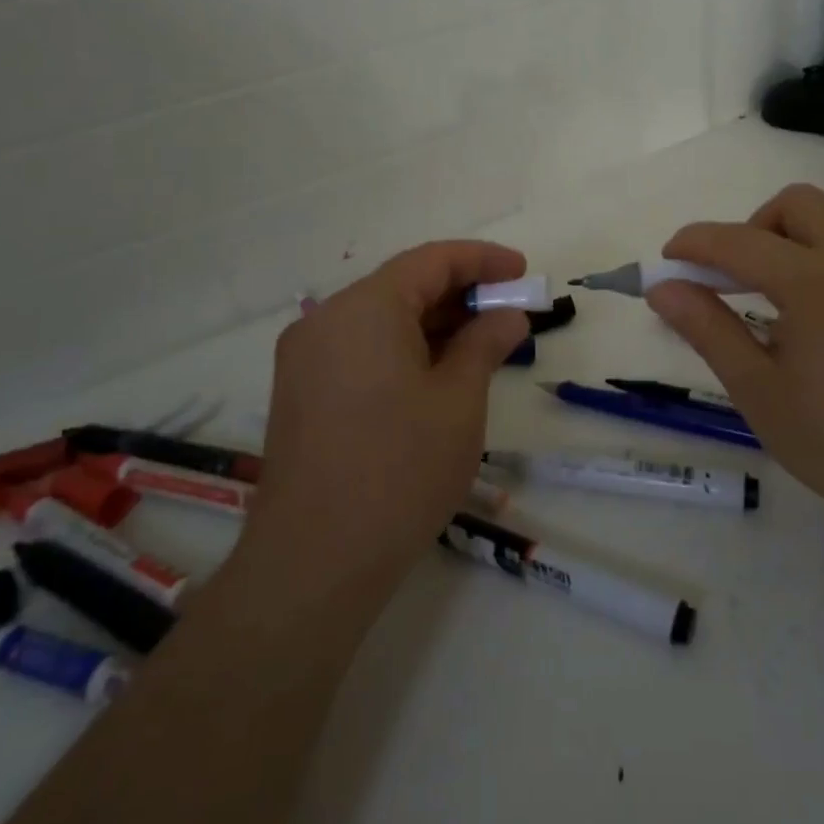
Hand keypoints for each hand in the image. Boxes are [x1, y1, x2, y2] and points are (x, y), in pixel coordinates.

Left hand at [244, 241, 529, 596]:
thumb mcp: (459, 401)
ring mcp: (306, 358)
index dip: (482, 260)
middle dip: (460, 294)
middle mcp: (327, 320)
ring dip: (434, 324)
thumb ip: (485, 344)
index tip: (521, 272)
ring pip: (381, 320)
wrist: (314, 562)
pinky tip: (438, 373)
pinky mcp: (301, 392)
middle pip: (403, 286)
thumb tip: (507, 317)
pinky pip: (360, 350)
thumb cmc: (400, 470)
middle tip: (509, 314)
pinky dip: (403, 349)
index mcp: (364, 308)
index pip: (431, 260)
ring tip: (482, 344)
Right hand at [645, 185, 823, 539]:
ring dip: (806, 227)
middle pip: (797, 203)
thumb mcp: (759, 392)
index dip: (694, 244)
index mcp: (814, 282)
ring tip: (790, 277)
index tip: (668, 261)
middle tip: (736, 277)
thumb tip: (662, 288)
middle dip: (753, 227)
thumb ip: (708, 330)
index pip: (738, 241)